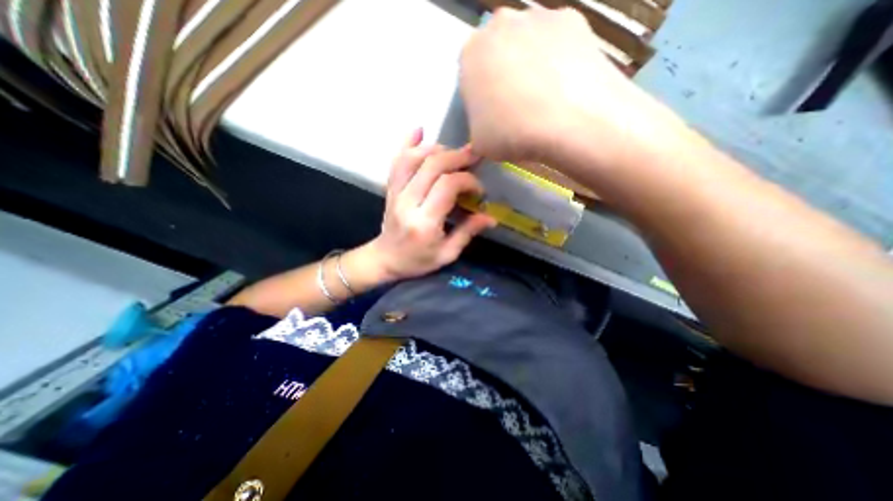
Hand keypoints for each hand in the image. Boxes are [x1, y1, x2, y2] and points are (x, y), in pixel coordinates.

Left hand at [365, 130, 498, 280]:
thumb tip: (491, 217)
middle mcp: (407, 203)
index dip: (467, 181)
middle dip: (457, 157)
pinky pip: (397, 161)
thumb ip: (467, 232)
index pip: (447, 186)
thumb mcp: (447, 253)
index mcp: (424, 222)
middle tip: (474, 157)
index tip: (478, 190)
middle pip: (431, 166)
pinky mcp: (390, 189)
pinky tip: (420, 131)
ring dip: (436, 149)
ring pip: (412, 158)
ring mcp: (395, 193)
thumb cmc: (417, 261)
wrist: (385, 259)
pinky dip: (408, 144)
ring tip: (454, 153)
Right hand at [464, 7, 673, 166]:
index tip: (492, 115)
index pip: (471, 75)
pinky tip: (565, 90)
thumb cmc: (511, 134)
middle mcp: (502, 24)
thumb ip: (478, 130)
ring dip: (532, 66)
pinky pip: (559, 44)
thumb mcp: (479, 143)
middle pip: (500, 53)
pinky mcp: (576, 22)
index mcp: (471, 53)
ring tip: (544, 100)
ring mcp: (542, 18)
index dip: (481, 97)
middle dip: (505, 75)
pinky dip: (560, 63)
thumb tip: (488, 131)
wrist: (568, 126)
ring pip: (530, 44)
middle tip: (516, 106)